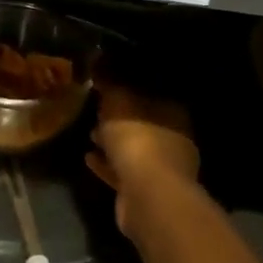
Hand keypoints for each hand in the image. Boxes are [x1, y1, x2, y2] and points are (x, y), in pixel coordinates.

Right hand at [85, 83, 201, 240]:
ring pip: (134, 150)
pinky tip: (88, 158)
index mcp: (173, 113)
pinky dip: (107, 165)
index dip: (129, 89)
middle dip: (121, 119)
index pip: (152, 94)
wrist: (147, 194)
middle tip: (96, 111)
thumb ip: (110, 84)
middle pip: (143, 123)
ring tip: (90, 134)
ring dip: (113, 144)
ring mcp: (163, 168)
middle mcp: (174, 139)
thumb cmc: (137, 139)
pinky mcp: (146, 191)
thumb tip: (101, 67)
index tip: (108, 87)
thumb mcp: (117, 101)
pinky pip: (123, 172)